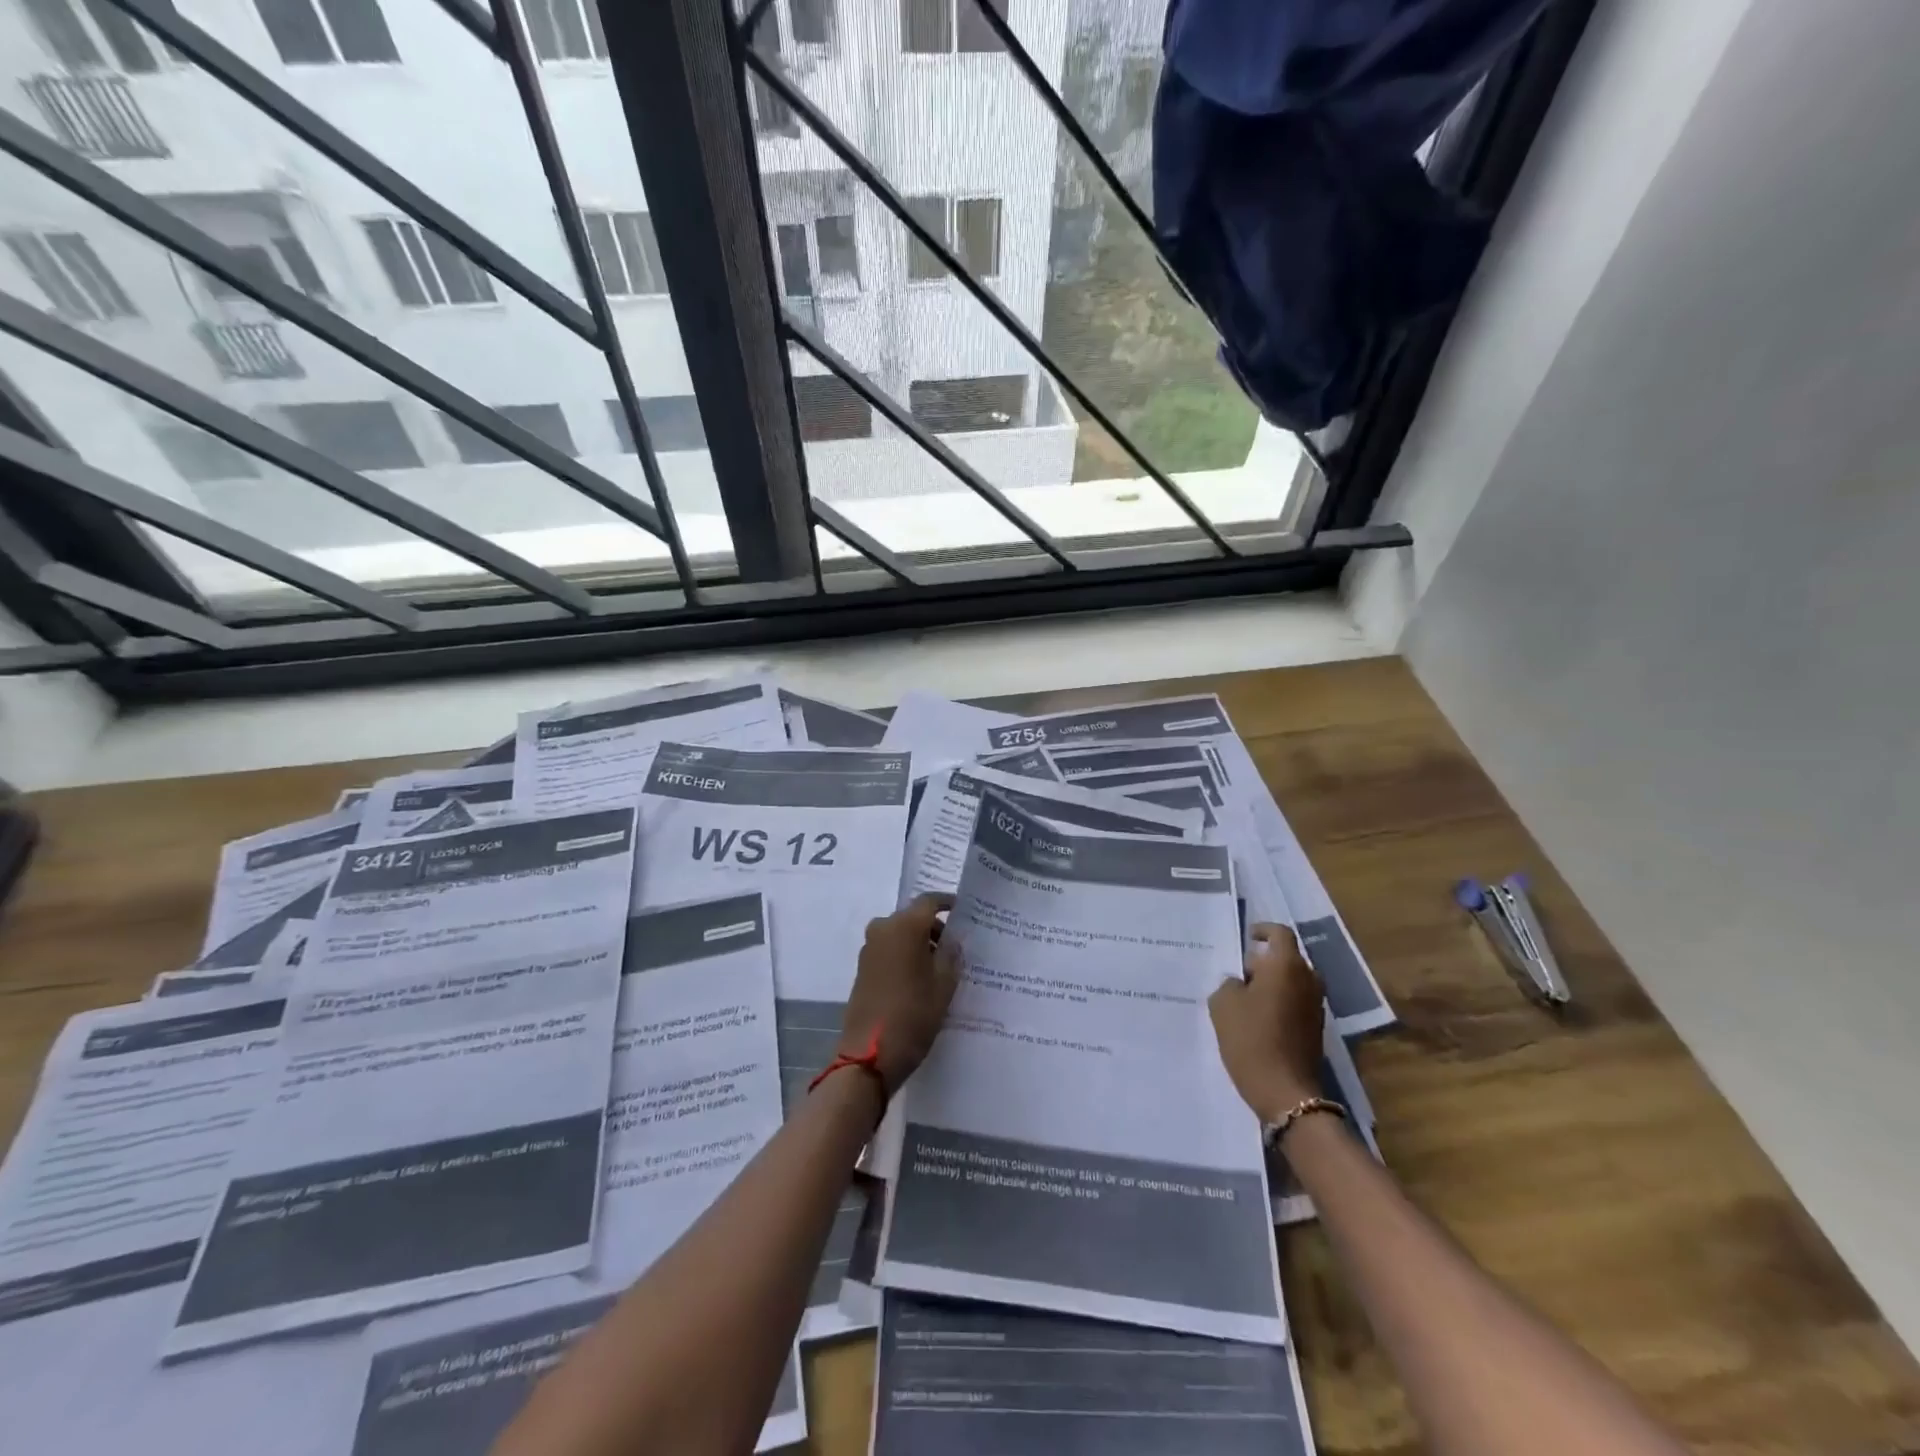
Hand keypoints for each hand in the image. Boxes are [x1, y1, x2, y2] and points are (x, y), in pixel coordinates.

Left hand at [837, 893, 961, 1094]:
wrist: (869, 1054)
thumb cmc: (913, 1014)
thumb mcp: (944, 984)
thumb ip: (951, 954)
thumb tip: (952, 939)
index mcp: (905, 926)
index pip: (929, 901)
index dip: (947, 903)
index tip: (963, 910)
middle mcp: (883, 929)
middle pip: (913, 917)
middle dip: (935, 927)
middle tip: (957, 946)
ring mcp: (869, 949)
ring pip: (900, 934)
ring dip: (919, 943)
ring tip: (941, 966)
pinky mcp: (863, 968)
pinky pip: (889, 950)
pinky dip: (906, 955)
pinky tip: (921, 978)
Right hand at [1208, 923, 1324, 1121]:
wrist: (1285, 1092)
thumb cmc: (1251, 1039)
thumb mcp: (1224, 1004)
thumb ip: (1230, 983)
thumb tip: (1240, 983)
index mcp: (1286, 966)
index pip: (1279, 933)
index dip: (1263, 931)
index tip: (1247, 937)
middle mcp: (1308, 980)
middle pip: (1287, 959)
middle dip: (1264, 962)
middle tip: (1239, 974)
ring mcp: (1316, 1006)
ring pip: (1293, 982)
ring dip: (1273, 984)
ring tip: (1246, 999)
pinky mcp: (1316, 1029)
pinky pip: (1296, 1003)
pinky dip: (1280, 1003)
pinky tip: (1259, 1020)